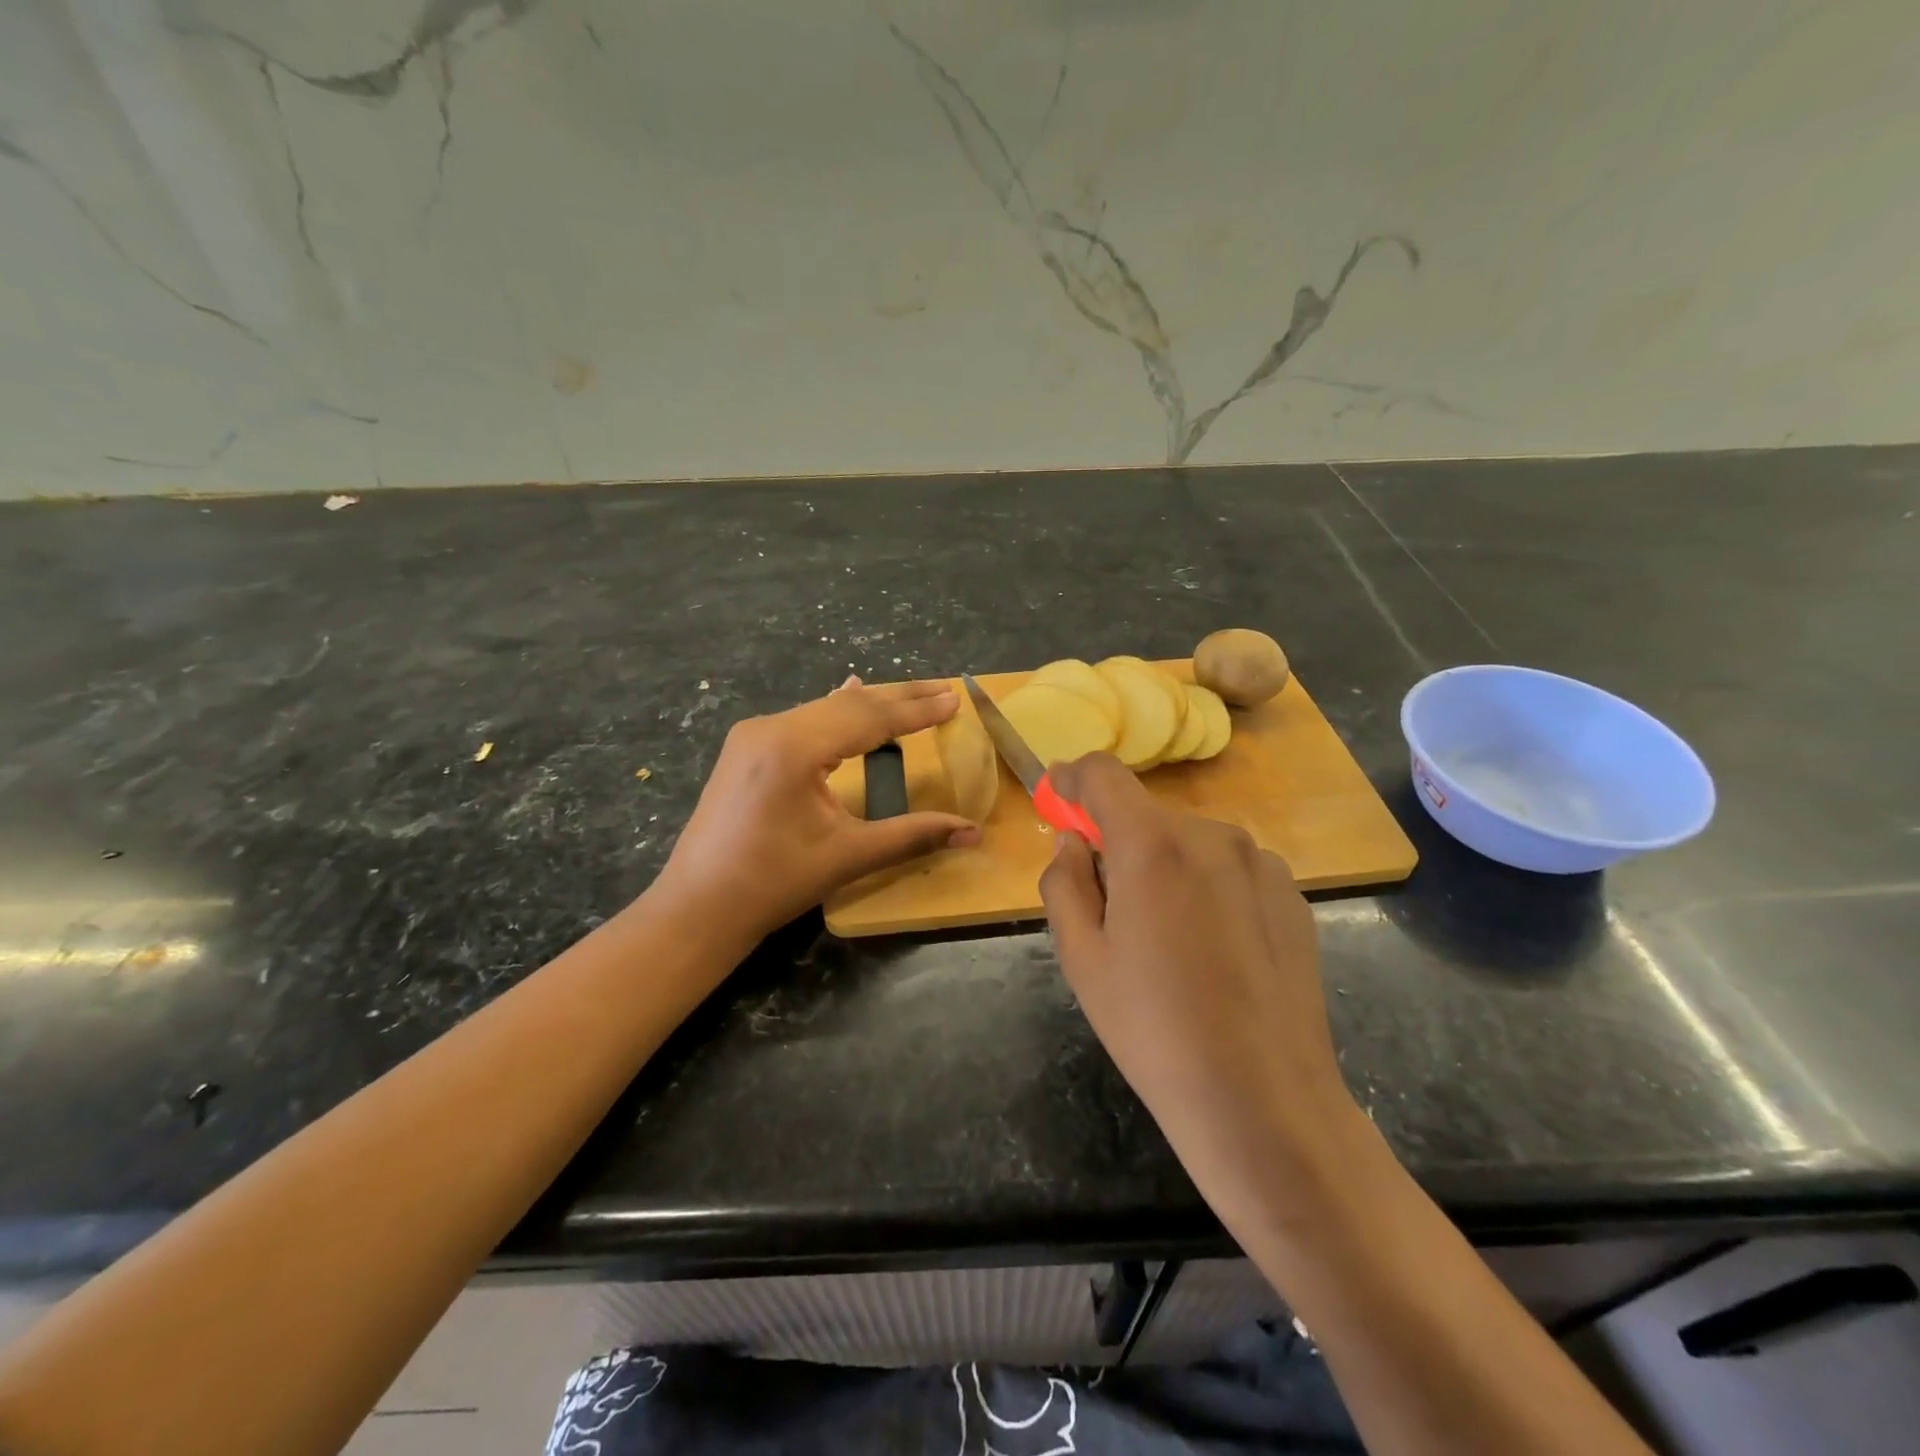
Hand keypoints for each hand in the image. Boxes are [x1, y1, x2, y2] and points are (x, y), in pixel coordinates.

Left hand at [655, 677, 980, 941]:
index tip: (953, 698)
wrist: (697, 907)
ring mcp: (753, 735)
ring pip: (825, 709)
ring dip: (870, 705)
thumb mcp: (848, 856)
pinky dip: (837, 714)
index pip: (868, 718)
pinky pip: (803, 720)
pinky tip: (849, 693)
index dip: (915, 710)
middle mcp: (771, 727)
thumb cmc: (772, 883)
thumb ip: (913, 835)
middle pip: (848, 705)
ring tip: (912, 697)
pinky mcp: (746, 748)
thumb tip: (974, 834)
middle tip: (943, 689)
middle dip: (899, 698)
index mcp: (794, 747)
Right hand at [1040, 754, 1363, 1218]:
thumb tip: (1074, 841)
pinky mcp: (1292, 893)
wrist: (1264, 1100)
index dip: (1072, 778)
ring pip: (1189, 843)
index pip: (1104, 774)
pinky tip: (1212, 949)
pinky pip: (1229, 868)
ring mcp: (1260, 862)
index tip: (1056, 797)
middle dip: (1117, 842)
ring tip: (1165, 937)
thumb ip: (1064, 881)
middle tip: (1107, 904)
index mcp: (1152, 845)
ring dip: (1163, 865)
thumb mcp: (1082, 957)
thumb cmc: (1153, 1029)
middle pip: (1146, 815)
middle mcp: (1212, 835)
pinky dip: (1205, 885)